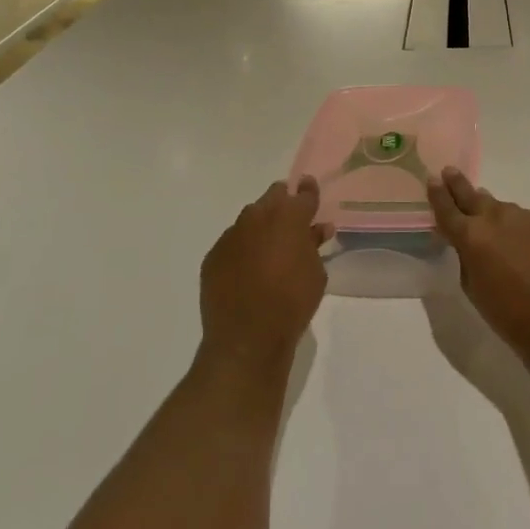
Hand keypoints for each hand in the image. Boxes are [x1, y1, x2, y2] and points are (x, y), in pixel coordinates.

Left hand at [199, 178, 330, 366]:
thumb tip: (315, 230)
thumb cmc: (292, 303)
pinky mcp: (213, 256)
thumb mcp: (316, 273)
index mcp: (288, 217)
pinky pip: (233, 243)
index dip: (308, 191)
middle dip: (284, 204)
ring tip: (271, 248)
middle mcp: (257, 217)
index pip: (302, 193)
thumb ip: (314, 245)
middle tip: (293, 221)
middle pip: (273, 198)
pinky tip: (249, 269)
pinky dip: (243, 249)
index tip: (310, 189)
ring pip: (250, 219)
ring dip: (262, 227)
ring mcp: (231, 235)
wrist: (247, 339)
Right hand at [427, 168, 529, 361]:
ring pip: (503, 209)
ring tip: (495, 229)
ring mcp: (526, 217)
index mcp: (472, 237)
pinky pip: (527, 221)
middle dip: (459, 185)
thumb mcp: (474, 289)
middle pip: (473, 195)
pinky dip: (521, 230)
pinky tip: (528, 249)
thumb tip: (468, 242)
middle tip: (451, 172)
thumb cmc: (511, 316)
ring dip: (495, 215)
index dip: (438, 194)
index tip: (433, 179)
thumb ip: (466, 258)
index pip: (447, 208)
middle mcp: (497, 218)